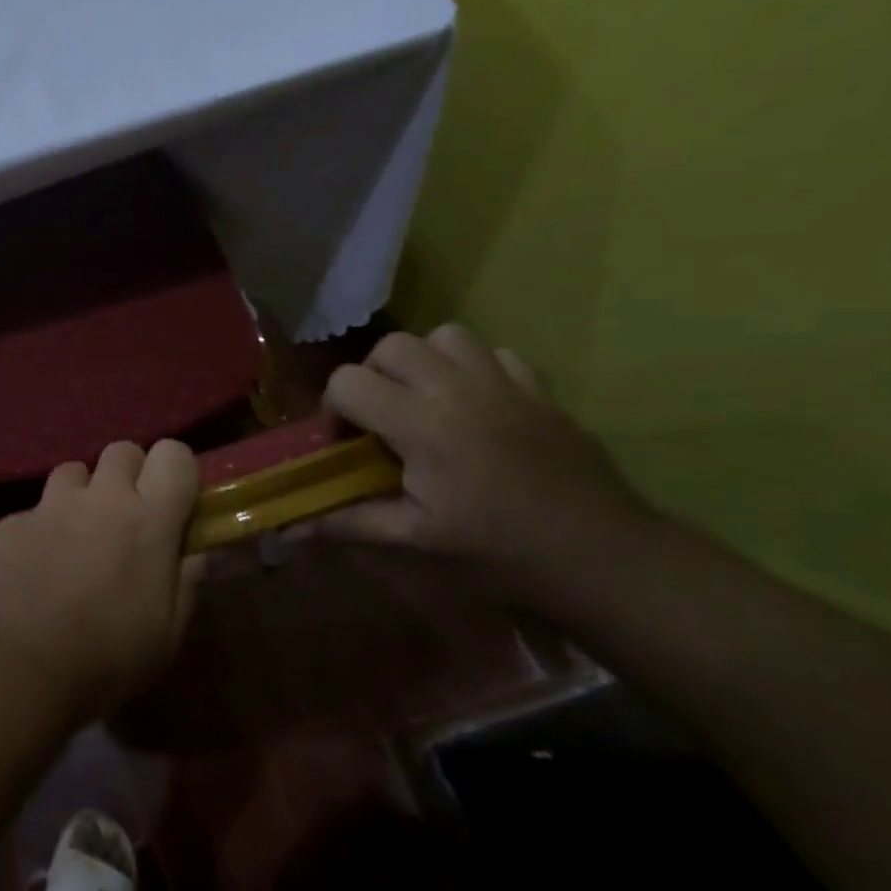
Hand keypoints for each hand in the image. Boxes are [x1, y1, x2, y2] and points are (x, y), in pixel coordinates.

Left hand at [0, 440, 201, 721]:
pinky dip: (39, 530)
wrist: (18, 669)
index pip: (174, 454)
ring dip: (81, 495)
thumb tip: (200, 549)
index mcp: (148, 521)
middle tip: (125, 516)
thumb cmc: (107, 659)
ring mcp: (49, 506)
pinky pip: (33, 511)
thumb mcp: (167, 634)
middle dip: (128, 475)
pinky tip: (33, 569)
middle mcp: (100, 499)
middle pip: (121, 451)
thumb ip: (187, 580)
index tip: (173, 500)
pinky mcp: (10, 523)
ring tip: (75, 536)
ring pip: (73, 472)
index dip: (175, 471)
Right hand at [316, 324, 653, 603]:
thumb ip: (349, 522)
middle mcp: (458, 389)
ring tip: (425, 401)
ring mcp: (504, 383)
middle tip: (380, 417)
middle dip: (372, 375)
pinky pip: (496, 353)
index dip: (334, 408)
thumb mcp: (415, 540)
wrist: (600, 555)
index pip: (348, 381)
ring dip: (423, 361)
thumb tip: (291, 529)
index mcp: (421, 424)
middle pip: (392, 346)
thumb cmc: (498, 550)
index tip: (345, 442)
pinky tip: (476, 406)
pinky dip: (474, 368)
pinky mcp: (540, 390)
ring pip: (446, 335)